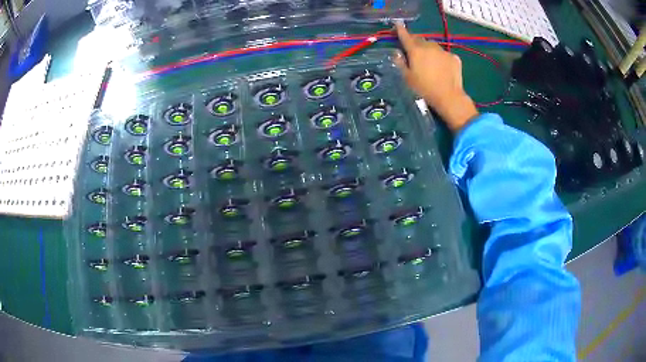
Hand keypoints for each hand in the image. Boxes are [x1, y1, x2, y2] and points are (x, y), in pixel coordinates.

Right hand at [394, 22, 478, 132]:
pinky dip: (441, 58)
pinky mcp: (454, 58)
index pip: (405, 36)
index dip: (400, 30)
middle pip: (420, 39)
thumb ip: (400, 63)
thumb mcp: (407, 78)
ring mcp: (443, 51)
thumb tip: (396, 53)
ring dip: (429, 50)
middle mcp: (429, 47)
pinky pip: (445, 54)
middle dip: (416, 42)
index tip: (398, 24)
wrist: (449, 97)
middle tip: (414, 51)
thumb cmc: (424, 89)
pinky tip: (442, 68)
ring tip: (430, 62)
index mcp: (416, 50)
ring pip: (433, 46)